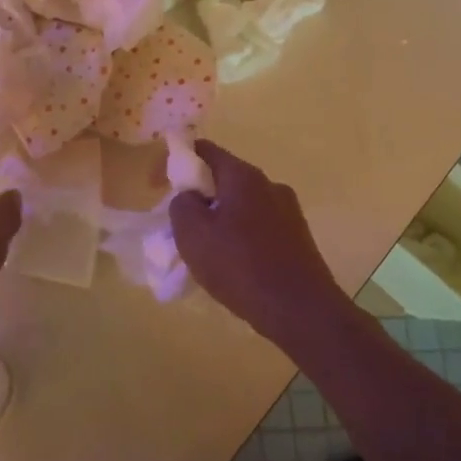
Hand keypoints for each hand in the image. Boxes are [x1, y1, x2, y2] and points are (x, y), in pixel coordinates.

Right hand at [169, 140, 346, 348]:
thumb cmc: (240, 266)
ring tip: (208, 251)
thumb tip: (190, 197)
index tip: (158, 185)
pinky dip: (241, 237)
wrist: (302, 311)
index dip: (176, 161)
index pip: (204, 149)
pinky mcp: (299, 238)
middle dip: (199, 195)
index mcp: (243, 176)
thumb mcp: (192, 234)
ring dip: (221, 218)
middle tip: (182, 224)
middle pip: (224, 178)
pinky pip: (259, 227)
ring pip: (242, 205)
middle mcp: (269, 185)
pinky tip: (236, 266)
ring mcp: (289, 211)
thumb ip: (181, 204)